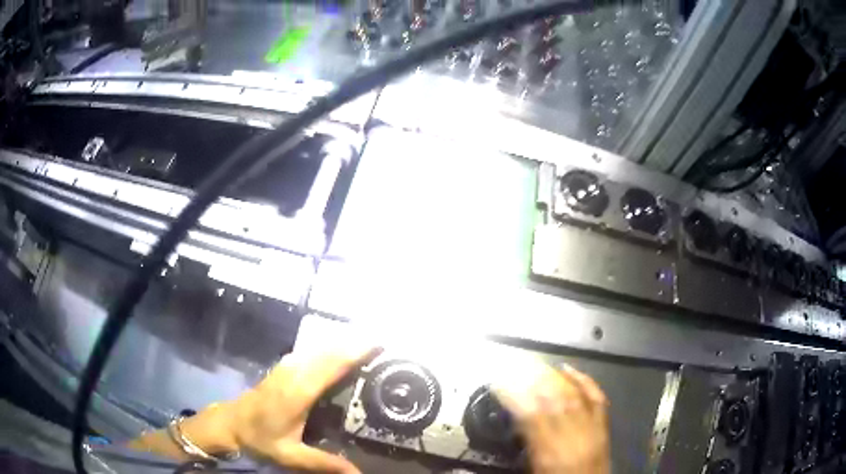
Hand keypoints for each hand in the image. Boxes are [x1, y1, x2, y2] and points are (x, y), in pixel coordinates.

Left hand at [225, 344, 380, 472]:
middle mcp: (293, 373)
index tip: (379, 343)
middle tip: (384, 344)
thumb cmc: (260, 439)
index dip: (354, 352)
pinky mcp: (283, 367)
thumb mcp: (291, 456)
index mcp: (298, 392)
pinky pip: (311, 352)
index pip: (330, 365)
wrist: (230, 424)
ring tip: (368, 345)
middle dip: (355, 344)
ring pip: (319, 348)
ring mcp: (286, 367)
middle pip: (328, 351)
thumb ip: (324, 463)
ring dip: (343, 344)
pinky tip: (339, 353)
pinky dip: (329, 349)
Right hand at [494, 361, 609, 473]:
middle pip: (552, 398)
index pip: (529, 414)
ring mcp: (591, 427)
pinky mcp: (603, 425)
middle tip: (515, 365)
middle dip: (532, 378)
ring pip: (572, 394)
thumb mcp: (534, 468)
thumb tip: (516, 421)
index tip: (499, 382)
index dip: (513, 395)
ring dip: (553, 376)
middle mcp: (571, 434)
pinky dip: (584, 380)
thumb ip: (527, 444)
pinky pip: (596, 397)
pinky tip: (570, 369)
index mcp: (549, 449)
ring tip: (536, 364)